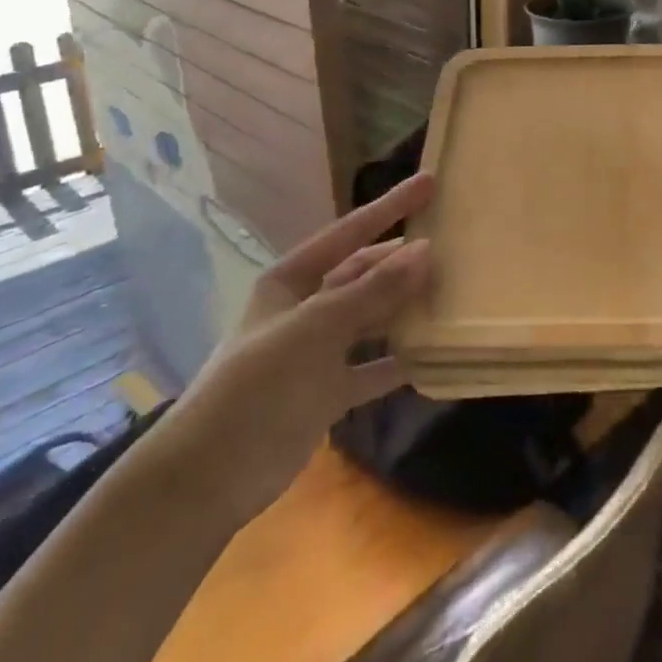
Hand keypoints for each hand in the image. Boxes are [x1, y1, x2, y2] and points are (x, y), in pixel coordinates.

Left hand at [141, 174, 435, 528]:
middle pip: (364, 273)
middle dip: (403, 259)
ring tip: (454, 292)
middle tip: (453, 243)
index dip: (390, 206)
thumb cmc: (257, 387)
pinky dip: (400, 362)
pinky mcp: (327, 392)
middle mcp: (306, 308)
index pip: (350, 232)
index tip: (431, 182)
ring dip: (407, 307)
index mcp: (292, 280)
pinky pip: (374, 369)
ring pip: (373, 318)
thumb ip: (373, 291)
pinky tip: (434, 356)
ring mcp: (317, 352)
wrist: (208, 479)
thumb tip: (426, 248)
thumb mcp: (315, 329)